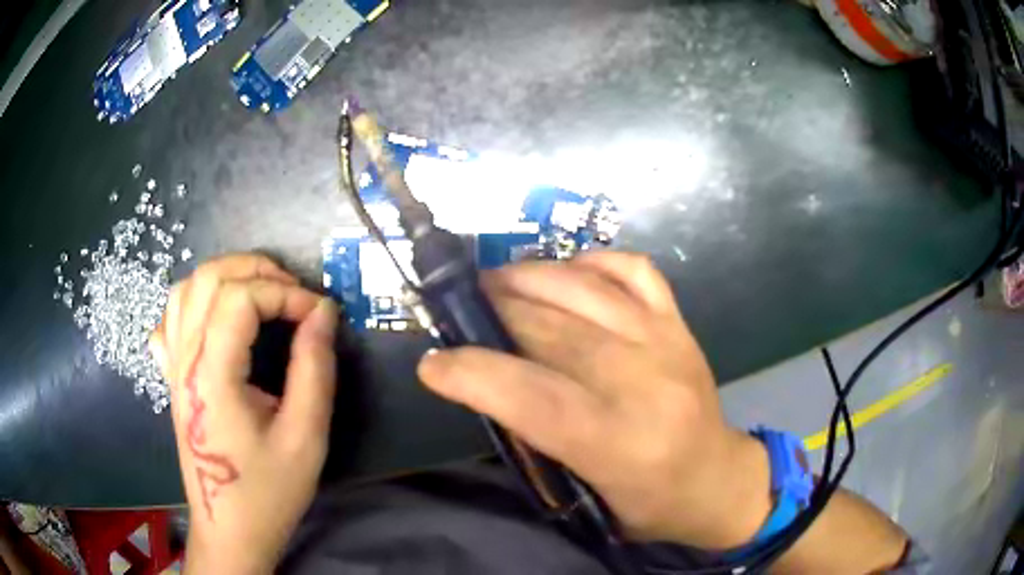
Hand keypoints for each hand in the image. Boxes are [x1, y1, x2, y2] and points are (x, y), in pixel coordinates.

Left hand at [150, 254, 338, 573]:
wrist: (230, 529)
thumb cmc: (268, 491)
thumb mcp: (305, 437)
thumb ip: (314, 368)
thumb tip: (323, 312)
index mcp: (212, 376)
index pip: (240, 299)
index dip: (284, 292)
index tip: (318, 314)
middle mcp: (184, 360)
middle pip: (208, 278)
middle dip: (256, 270)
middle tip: (293, 292)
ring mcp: (173, 367)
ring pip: (186, 289)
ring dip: (226, 278)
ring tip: (261, 294)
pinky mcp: (172, 378)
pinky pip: (171, 320)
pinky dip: (195, 302)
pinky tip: (216, 318)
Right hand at [418, 251, 771, 549]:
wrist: (718, 479)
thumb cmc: (649, 503)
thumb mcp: (585, 493)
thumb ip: (535, 438)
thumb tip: (487, 382)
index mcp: (618, 443)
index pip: (532, 396)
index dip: (472, 374)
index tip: (433, 365)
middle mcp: (644, 382)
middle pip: (551, 330)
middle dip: (492, 313)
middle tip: (460, 309)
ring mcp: (666, 341)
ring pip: (584, 289)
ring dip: (528, 277)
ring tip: (496, 282)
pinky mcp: (678, 322)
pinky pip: (632, 269)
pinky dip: (591, 261)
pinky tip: (567, 273)